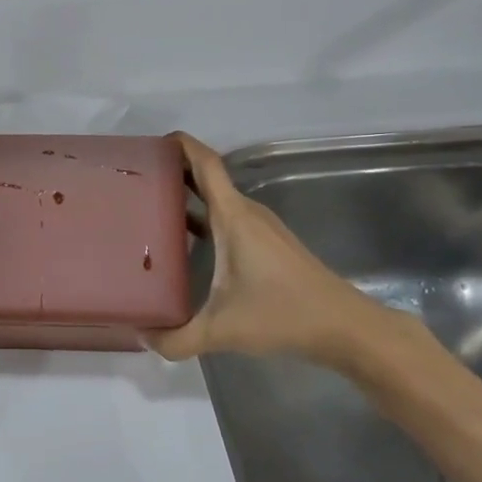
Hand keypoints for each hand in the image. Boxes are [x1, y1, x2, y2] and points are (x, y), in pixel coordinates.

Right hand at [149, 132, 408, 370]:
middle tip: (135, 180)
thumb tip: (141, 336)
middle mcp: (246, 213)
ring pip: (217, 200)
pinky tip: (184, 242)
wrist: (346, 328)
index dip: (181, 146)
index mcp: (234, 217)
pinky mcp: (267, 244)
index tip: (151, 143)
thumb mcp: (223, 330)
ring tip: (150, 207)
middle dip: (173, 171)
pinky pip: (226, 217)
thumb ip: (177, 338)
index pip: (206, 164)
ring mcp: (260, 228)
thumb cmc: (284, 314)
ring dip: (187, 196)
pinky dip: (202, 217)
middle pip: (206, 177)